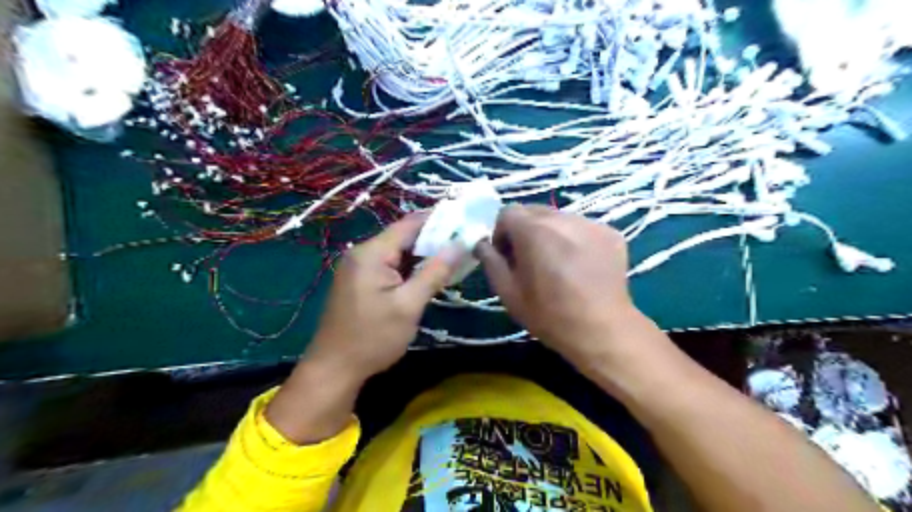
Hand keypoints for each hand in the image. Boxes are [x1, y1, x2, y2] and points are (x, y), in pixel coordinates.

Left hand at [264, 213, 463, 444]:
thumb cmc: (373, 338)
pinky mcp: (360, 282)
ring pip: (397, 253)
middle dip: (433, 240)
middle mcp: (362, 253)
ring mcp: (359, 268)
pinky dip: (409, 269)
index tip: (465, 221)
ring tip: (453, 258)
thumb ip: (434, 272)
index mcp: (371, 253)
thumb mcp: (409, 305)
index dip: (438, 220)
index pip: (409, 224)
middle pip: (403, 237)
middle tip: (464, 244)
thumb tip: (459, 245)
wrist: (334, 369)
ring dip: (422, 256)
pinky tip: (428, 275)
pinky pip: (389, 266)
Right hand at [478, 207, 646, 369]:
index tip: (506, 256)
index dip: (501, 232)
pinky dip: (575, 239)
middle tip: (530, 259)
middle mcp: (562, 218)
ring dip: (551, 234)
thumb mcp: (508, 293)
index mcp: (533, 230)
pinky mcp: (610, 233)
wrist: (602, 330)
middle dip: (525, 230)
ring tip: (557, 263)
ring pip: (560, 218)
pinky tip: (580, 265)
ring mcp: (590, 224)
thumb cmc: (549, 315)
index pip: (508, 212)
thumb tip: (482, 244)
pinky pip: (582, 228)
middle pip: (534, 211)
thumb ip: (491, 261)